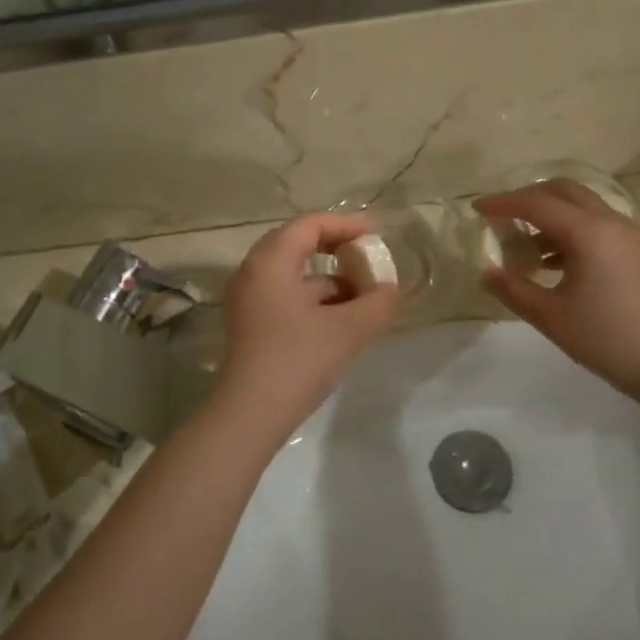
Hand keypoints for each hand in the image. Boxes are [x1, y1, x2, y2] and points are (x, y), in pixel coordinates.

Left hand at [214, 214, 400, 429]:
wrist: (250, 415)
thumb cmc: (298, 361)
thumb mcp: (348, 331)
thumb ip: (378, 304)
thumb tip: (391, 290)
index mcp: (270, 261)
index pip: (310, 224)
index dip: (347, 225)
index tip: (377, 236)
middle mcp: (252, 272)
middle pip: (298, 244)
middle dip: (337, 249)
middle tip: (368, 258)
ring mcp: (248, 299)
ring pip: (293, 274)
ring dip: (329, 279)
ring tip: (364, 296)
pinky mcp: (250, 324)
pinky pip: (286, 296)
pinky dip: (314, 300)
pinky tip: (341, 321)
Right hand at [475, 180, 639, 395]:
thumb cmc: (606, 338)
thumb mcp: (550, 316)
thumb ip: (513, 289)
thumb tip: (487, 272)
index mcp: (588, 232)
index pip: (536, 204)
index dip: (502, 203)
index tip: (477, 209)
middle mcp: (612, 222)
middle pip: (564, 190)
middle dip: (529, 197)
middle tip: (504, 217)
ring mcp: (631, 234)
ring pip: (584, 206)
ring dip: (552, 214)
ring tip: (529, 247)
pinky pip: (600, 224)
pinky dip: (573, 229)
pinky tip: (559, 263)